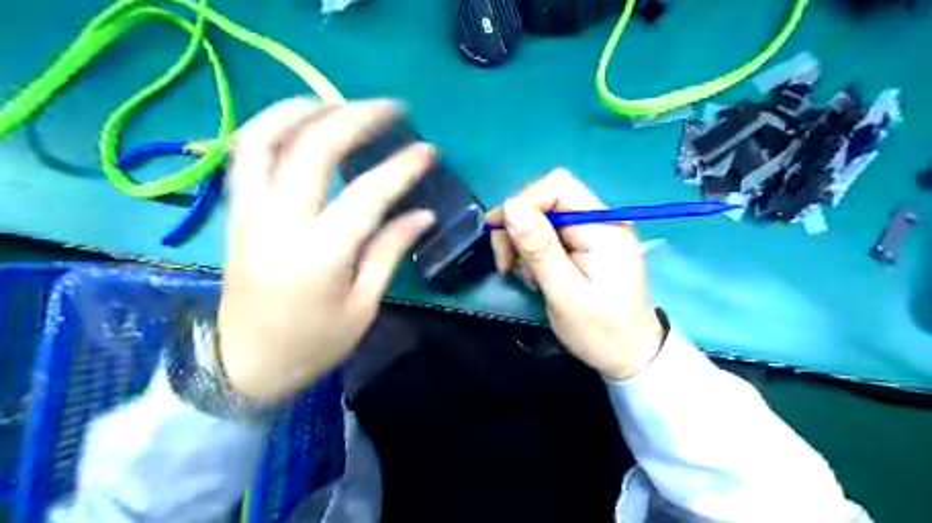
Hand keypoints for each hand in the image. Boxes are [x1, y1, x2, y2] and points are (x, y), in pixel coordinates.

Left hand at [218, 97, 436, 400]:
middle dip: (354, 117)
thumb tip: (422, 214)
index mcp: (320, 255)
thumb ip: (390, 251)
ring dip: (303, 109)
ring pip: (265, 138)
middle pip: (312, 149)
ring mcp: (249, 213)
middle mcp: (279, 223)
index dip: (401, 167)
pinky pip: (245, 155)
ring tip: (339, 102)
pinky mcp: (235, 213)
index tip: (427, 150)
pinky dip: (270, 127)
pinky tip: (298, 123)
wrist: (245, 365)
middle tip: (388, 108)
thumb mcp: (362, 305)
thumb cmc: (313, 344)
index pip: (367, 195)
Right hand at [484, 172, 666, 378]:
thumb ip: (539, 249)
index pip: (558, 186)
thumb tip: (509, 206)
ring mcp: (593, 231)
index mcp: (603, 227)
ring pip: (542, 215)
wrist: (629, 354)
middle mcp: (600, 220)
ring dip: (522, 241)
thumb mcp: (565, 294)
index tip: (502, 236)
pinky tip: (533, 273)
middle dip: (518, 226)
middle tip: (506, 263)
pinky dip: (532, 250)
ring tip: (524, 275)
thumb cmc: (600, 331)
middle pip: (546, 198)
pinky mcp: (585, 243)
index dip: (524, 202)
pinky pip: (548, 232)